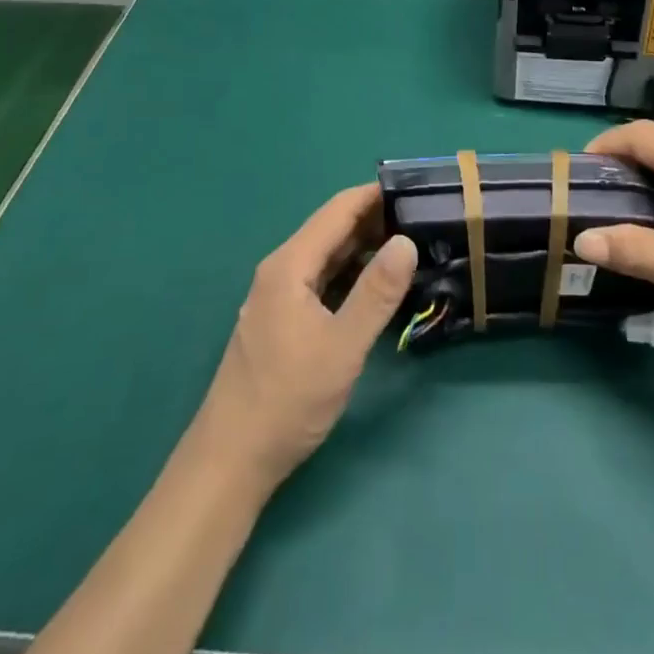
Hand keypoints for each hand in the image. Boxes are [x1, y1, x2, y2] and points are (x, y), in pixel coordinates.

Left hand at [193, 185, 416, 487]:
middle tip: (423, 220)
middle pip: (332, 229)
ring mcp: (279, 296)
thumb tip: (406, 240)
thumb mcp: (342, 346)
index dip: (376, 195)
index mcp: (290, 265)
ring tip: (410, 247)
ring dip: (365, 247)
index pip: (338, 209)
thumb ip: (376, 292)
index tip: (416, 190)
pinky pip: (322, 281)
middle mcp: (281, 270)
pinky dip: (351, 274)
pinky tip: (377, 287)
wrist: (230, 463)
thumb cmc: (287, 400)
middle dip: (375, 219)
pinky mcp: (282, 320)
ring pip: (328, 257)